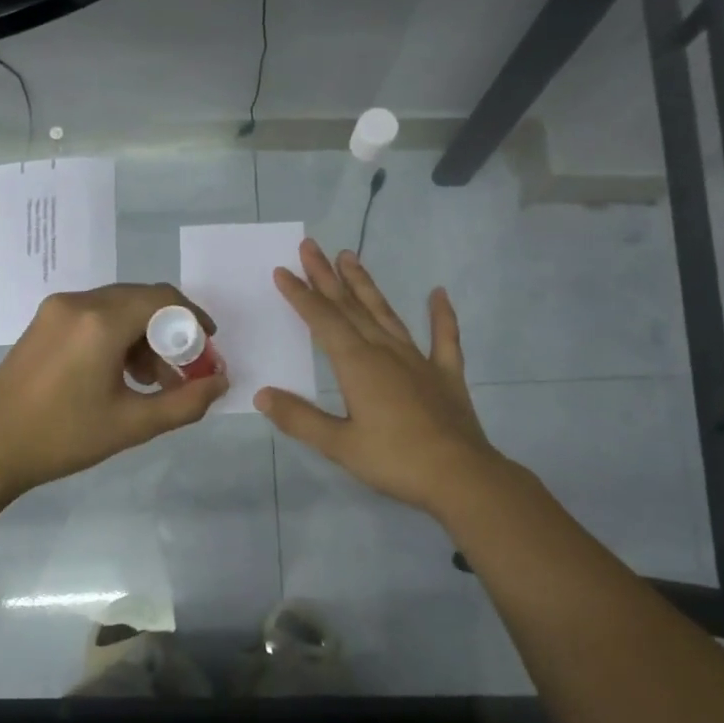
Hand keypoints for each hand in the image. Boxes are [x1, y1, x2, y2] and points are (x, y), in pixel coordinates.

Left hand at [0, 283, 227, 498]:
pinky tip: (120, 373)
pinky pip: (94, 315)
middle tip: (182, 371)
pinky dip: (117, 335)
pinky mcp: (43, 322)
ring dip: (143, 335)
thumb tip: (221, 382)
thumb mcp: (133, 425)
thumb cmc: (64, 438)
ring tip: (151, 380)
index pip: (163, 299)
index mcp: (100, 322)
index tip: (208, 347)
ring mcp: (56, 309)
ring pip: (117, 307)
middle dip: (170, 332)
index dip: (194, 319)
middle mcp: (78, 303)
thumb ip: (185, 402)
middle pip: (141, 300)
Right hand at [255, 238, 509, 512]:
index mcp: (357, 365)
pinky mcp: (446, 375)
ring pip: (386, 314)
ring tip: (350, 257)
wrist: (461, 477)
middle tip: (311, 246)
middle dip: (327, 277)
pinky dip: (441, 315)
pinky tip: (439, 294)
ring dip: (366, 286)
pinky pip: (444, 338)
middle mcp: (385, 352)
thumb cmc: (395, 461)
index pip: (323, 321)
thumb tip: (262, 395)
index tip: (283, 271)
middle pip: (351, 307)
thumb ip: (300, 418)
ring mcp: (418, 360)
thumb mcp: (339, 445)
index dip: (301, 295)